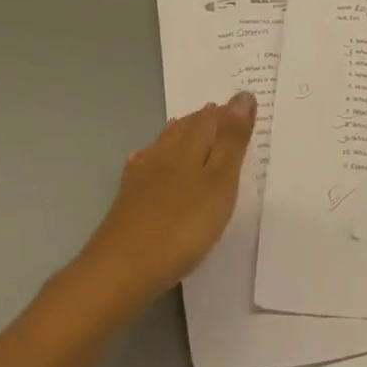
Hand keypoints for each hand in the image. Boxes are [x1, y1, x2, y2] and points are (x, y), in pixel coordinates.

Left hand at [77, 93, 256, 305]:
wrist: (121, 269)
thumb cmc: (183, 226)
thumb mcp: (219, 183)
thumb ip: (232, 141)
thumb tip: (243, 97)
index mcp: (190, 148)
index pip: (211, 120)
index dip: (228, 111)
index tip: (244, 100)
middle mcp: (164, 155)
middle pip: (185, 129)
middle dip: (203, 118)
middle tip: (217, 110)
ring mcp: (141, 178)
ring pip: (163, 145)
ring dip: (177, 133)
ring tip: (185, 124)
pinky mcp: (126, 200)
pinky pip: (141, 166)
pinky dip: (149, 157)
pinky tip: (143, 160)